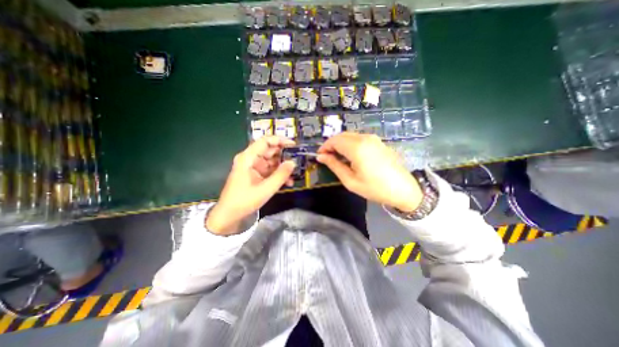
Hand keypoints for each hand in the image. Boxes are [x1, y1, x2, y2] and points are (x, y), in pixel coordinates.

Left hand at [205, 136, 297, 234]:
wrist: (229, 215)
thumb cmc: (244, 201)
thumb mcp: (266, 189)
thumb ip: (281, 175)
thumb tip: (293, 162)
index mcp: (248, 158)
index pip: (265, 141)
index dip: (279, 140)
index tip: (294, 145)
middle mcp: (250, 159)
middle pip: (270, 151)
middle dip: (284, 155)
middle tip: (298, 160)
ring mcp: (253, 167)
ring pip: (272, 161)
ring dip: (283, 167)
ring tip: (295, 173)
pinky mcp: (256, 175)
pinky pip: (270, 170)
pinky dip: (278, 174)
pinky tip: (288, 182)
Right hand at [317, 132, 423, 212]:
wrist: (403, 189)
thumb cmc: (375, 188)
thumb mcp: (350, 180)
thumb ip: (334, 165)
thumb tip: (321, 157)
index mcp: (357, 147)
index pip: (334, 140)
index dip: (324, 147)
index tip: (319, 156)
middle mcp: (365, 138)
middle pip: (342, 136)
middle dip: (332, 144)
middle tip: (327, 158)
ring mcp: (373, 138)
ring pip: (350, 136)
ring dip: (340, 144)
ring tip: (337, 158)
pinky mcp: (378, 142)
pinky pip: (359, 138)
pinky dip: (350, 144)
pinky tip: (350, 155)